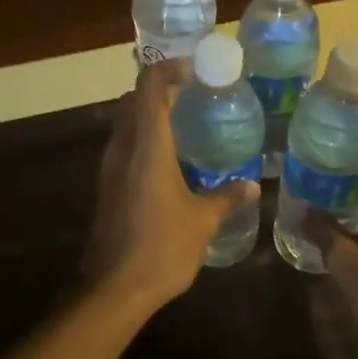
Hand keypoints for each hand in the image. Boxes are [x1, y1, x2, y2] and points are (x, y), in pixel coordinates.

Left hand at [83, 60, 258, 311]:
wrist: (116, 289)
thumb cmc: (163, 247)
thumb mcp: (203, 221)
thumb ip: (226, 197)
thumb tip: (252, 185)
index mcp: (147, 146)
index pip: (149, 87)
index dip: (169, 70)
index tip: (194, 72)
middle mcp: (122, 149)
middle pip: (132, 100)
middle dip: (159, 90)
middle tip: (192, 98)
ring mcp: (108, 169)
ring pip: (124, 124)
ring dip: (149, 116)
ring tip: (184, 127)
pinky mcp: (105, 188)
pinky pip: (122, 148)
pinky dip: (142, 141)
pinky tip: (168, 163)